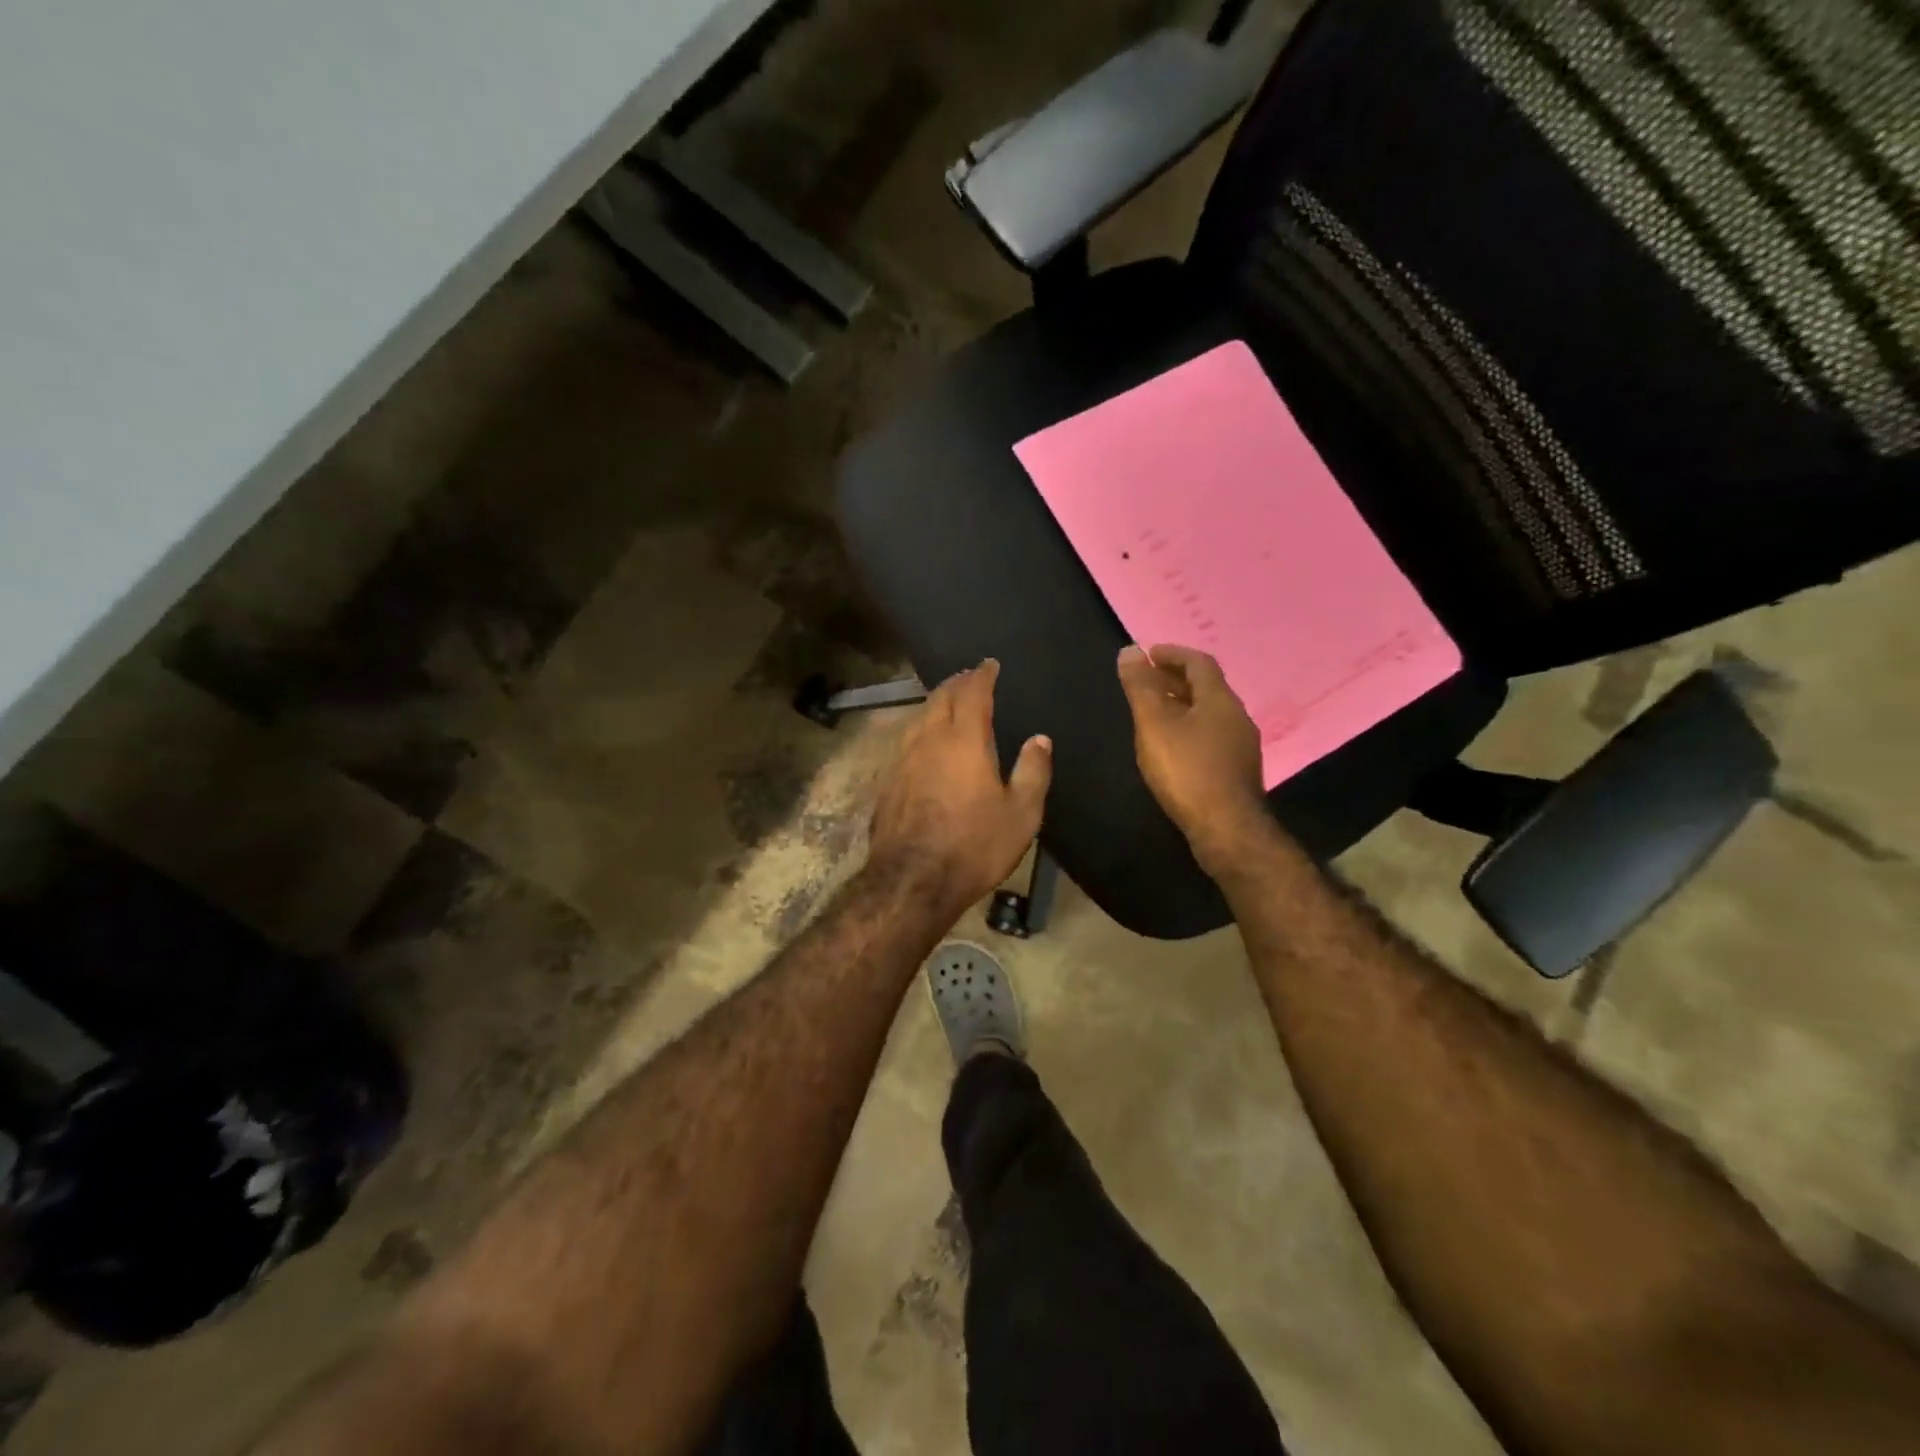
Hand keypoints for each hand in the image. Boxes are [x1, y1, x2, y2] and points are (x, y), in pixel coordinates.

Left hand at [868, 660, 1051, 912]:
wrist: (911, 881)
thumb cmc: (974, 846)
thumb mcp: (1021, 814)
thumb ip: (1033, 772)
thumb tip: (1040, 739)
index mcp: (964, 741)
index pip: (972, 693)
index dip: (982, 675)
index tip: (989, 664)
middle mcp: (929, 740)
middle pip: (940, 698)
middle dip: (957, 683)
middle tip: (969, 677)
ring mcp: (902, 759)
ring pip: (919, 717)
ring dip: (936, 704)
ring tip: (948, 703)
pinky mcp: (888, 781)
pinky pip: (906, 741)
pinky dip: (921, 730)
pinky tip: (925, 743)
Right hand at [1117, 644, 1268, 870]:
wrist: (1227, 829)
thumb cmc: (1187, 771)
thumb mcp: (1154, 725)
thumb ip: (1141, 687)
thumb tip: (1130, 650)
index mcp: (1219, 699)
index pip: (1198, 662)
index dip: (1173, 654)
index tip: (1148, 654)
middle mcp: (1236, 716)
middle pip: (1206, 687)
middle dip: (1175, 679)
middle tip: (1146, 680)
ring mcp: (1241, 745)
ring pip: (1209, 713)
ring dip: (1183, 704)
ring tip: (1154, 711)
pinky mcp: (1237, 770)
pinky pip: (1211, 735)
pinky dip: (1190, 728)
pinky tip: (1172, 745)